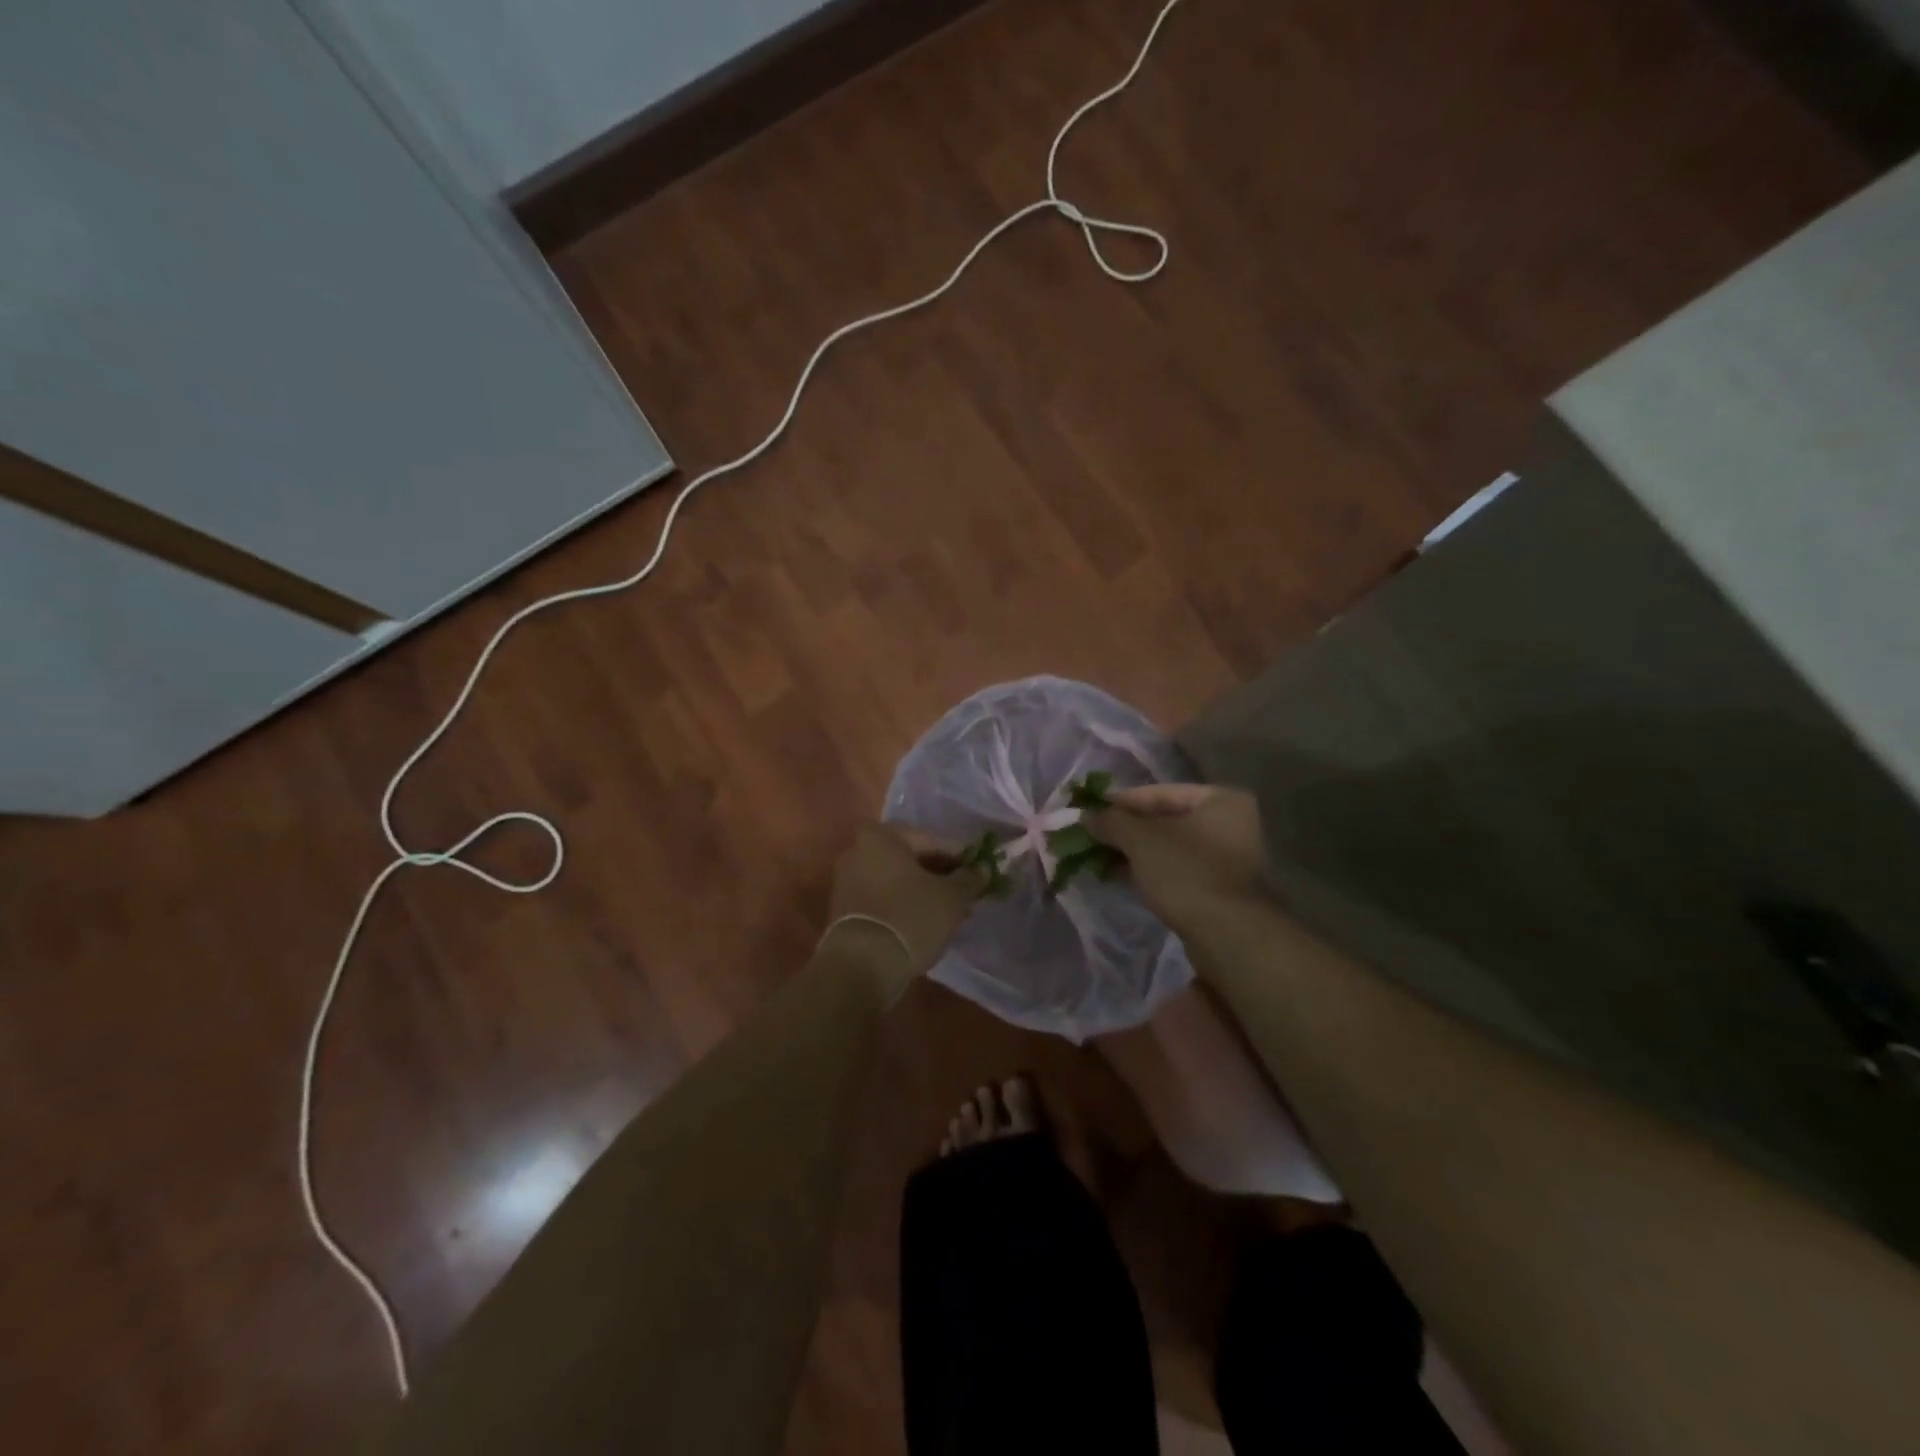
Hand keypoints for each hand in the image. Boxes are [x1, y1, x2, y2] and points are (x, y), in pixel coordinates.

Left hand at [824, 824, 985, 989]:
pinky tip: (928, 923)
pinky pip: (884, 899)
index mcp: (880, 836)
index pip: (932, 840)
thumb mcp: (952, 897)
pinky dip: (906, 905)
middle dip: (941, 875)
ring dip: (925, 892)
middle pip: (911, 859)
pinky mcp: (843, 910)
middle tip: (968, 892)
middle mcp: (857, 851)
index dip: (960, 856)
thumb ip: (970, 878)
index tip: (980, 871)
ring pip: (898, 881)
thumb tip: (982, 869)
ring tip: (953, 912)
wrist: (862, 966)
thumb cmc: (910, 917)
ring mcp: (846, 881)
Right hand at [1082, 784, 1265, 930]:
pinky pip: (1174, 867)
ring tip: (1096, 857)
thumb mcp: (1140, 839)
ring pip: (1167, 846)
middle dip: (1124, 830)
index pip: (1158, 793)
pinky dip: (1147, 869)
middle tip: (1089, 836)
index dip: (1119, 802)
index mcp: (1219, 800)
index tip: (1088, 811)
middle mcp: (1229, 822)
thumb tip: (1086, 816)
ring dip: (1131, 851)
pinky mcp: (1216, 886)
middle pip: (1163, 819)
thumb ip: (1111, 821)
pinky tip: (1116, 875)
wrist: (1226, 934)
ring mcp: (1225, 857)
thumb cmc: (1185, 872)